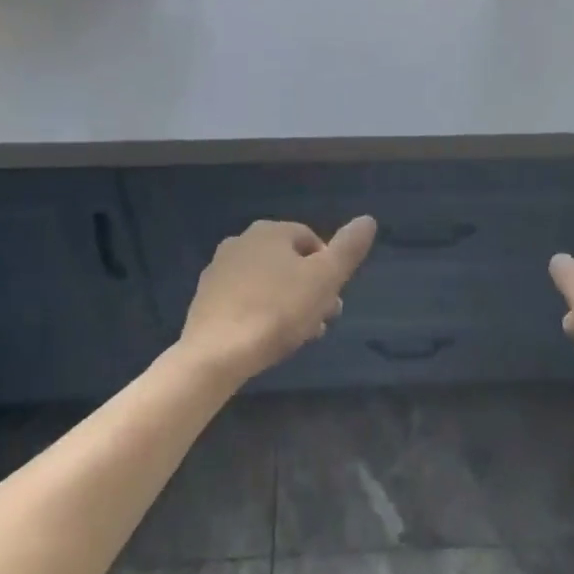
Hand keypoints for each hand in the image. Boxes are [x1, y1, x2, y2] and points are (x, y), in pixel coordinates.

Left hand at [181, 217, 377, 383]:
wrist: (216, 353)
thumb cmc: (277, 311)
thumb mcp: (325, 279)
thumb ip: (348, 249)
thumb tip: (367, 219)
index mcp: (270, 231)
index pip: (312, 240)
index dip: (328, 269)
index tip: (334, 299)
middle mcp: (241, 241)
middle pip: (288, 262)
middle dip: (309, 289)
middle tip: (322, 322)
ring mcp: (219, 270)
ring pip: (267, 282)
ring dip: (288, 303)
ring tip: (299, 335)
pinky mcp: (205, 299)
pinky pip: (244, 299)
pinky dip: (261, 312)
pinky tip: (268, 339)